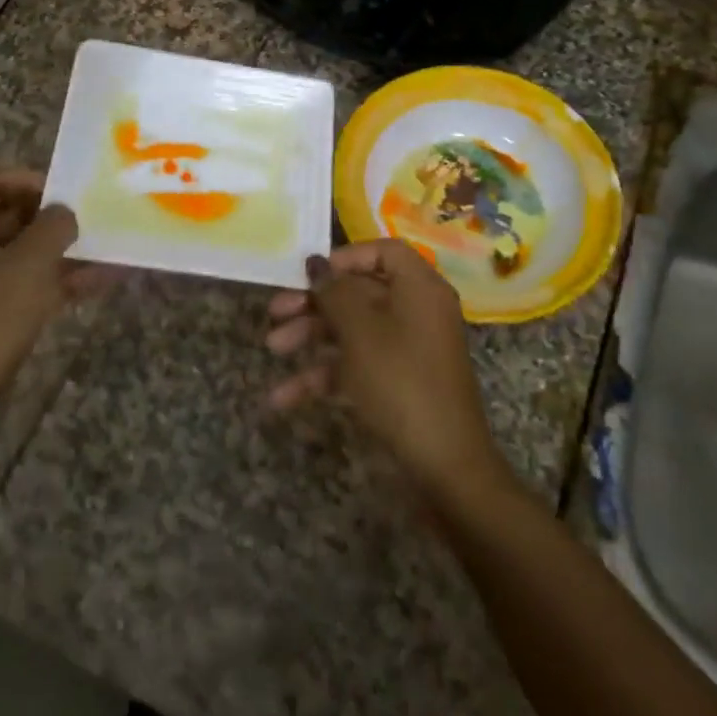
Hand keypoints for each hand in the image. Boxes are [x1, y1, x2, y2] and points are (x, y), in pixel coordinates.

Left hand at [0, 171, 111, 423]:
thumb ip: (54, 227)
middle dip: (48, 214)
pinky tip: (102, 281)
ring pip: (23, 253)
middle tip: (86, 218)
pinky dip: (61, 280)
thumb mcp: (29, 264)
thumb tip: (65, 212)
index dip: (20, 178)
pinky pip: (30, 285)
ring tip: (105, 247)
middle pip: (5, 215)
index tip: (58, 192)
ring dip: (61, 249)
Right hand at [265, 240, 508, 501]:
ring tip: (273, 349)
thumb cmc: (400, 381)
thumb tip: (316, 261)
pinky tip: (285, 396)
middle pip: (361, 292)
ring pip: (354, 330)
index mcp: (419, 288)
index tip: (310, 273)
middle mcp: (417, 312)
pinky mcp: (398, 383)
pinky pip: (357, 366)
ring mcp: (408, 349)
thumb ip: (334, 291)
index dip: (345, 258)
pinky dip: (325, 375)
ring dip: (312, 337)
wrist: (443, 463)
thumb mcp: (361, 331)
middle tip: (275, 312)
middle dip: (315, 302)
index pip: (383, 251)